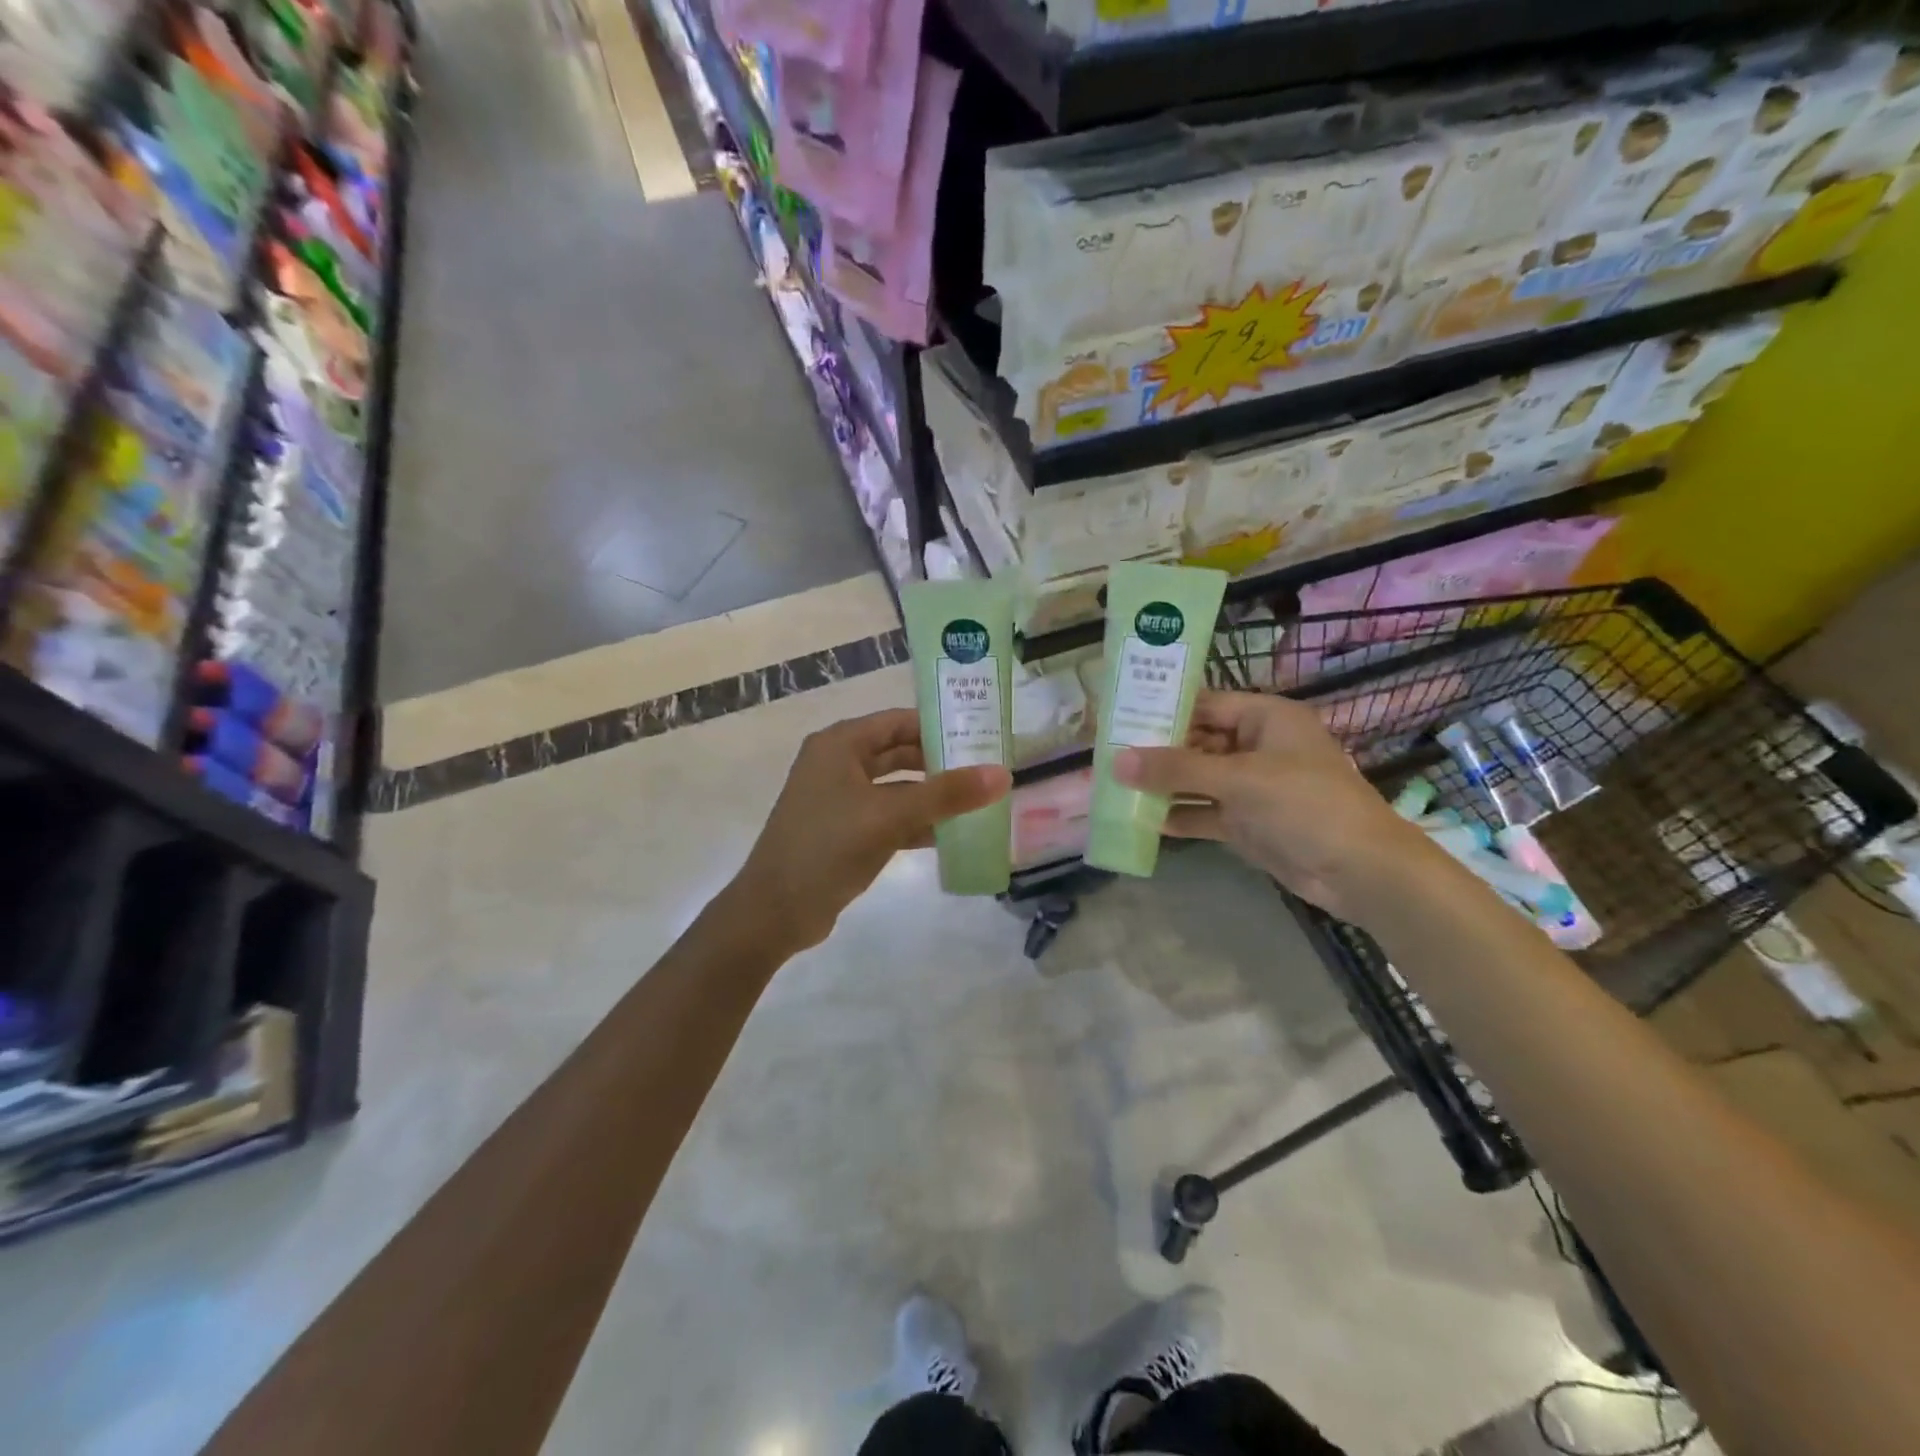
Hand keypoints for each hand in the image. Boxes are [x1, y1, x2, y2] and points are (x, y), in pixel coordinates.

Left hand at [733, 708, 1011, 954]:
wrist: (774, 912)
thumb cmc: (827, 848)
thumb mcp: (890, 816)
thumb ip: (946, 794)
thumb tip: (1002, 774)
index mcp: (840, 744)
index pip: (899, 721)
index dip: (940, 726)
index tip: (982, 736)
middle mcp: (837, 763)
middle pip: (898, 752)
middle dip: (939, 762)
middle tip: (986, 770)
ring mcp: (838, 799)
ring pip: (895, 787)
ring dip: (930, 795)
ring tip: (977, 803)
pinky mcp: (843, 831)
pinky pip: (887, 816)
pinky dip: (914, 822)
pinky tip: (948, 835)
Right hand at [1113, 690, 1436, 922]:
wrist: (1360, 871)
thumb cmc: (1305, 805)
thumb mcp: (1239, 780)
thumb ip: (1177, 768)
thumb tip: (1117, 760)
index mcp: (1264, 718)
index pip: (1204, 704)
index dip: (1162, 709)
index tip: (1118, 716)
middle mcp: (1255, 747)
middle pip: (1196, 742)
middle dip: (1155, 752)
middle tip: (1107, 755)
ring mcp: (1251, 787)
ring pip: (1196, 779)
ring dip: (1161, 785)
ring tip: (1114, 787)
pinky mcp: (1247, 822)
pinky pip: (1204, 812)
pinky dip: (1178, 815)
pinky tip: (1142, 821)